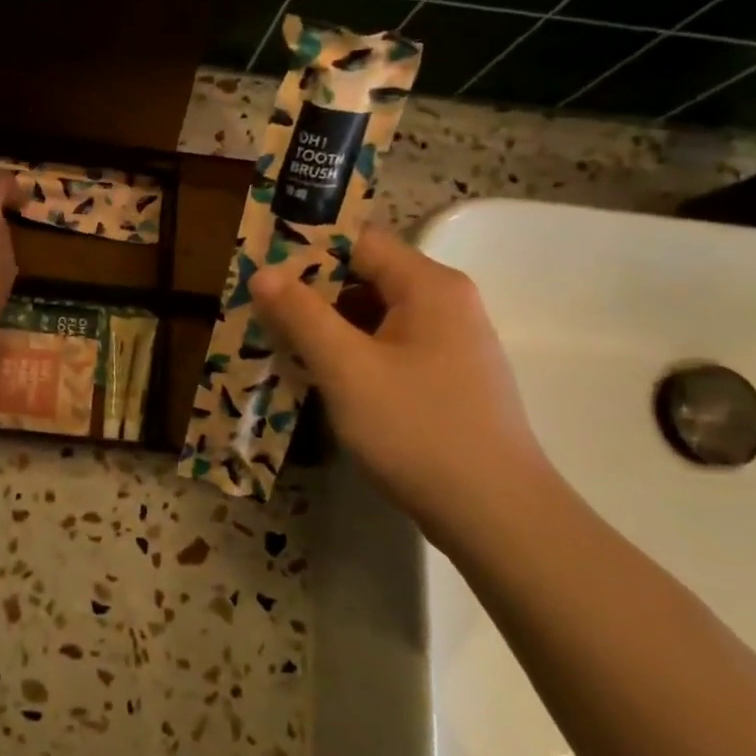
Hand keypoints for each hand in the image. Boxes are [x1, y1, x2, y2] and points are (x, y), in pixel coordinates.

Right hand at [250, 227, 558, 548]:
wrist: (496, 514)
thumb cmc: (417, 429)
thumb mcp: (347, 369)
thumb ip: (302, 315)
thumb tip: (263, 272)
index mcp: (428, 285)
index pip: (359, 241)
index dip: (306, 250)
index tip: (260, 269)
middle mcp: (445, 302)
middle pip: (366, 276)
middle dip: (311, 292)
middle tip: (259, 311)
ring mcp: (450, 342)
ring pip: (375, 316)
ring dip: (327, 326)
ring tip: (278, 343)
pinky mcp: (446, 378)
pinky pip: (388, 347)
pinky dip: (351, 353)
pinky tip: (319, 376)